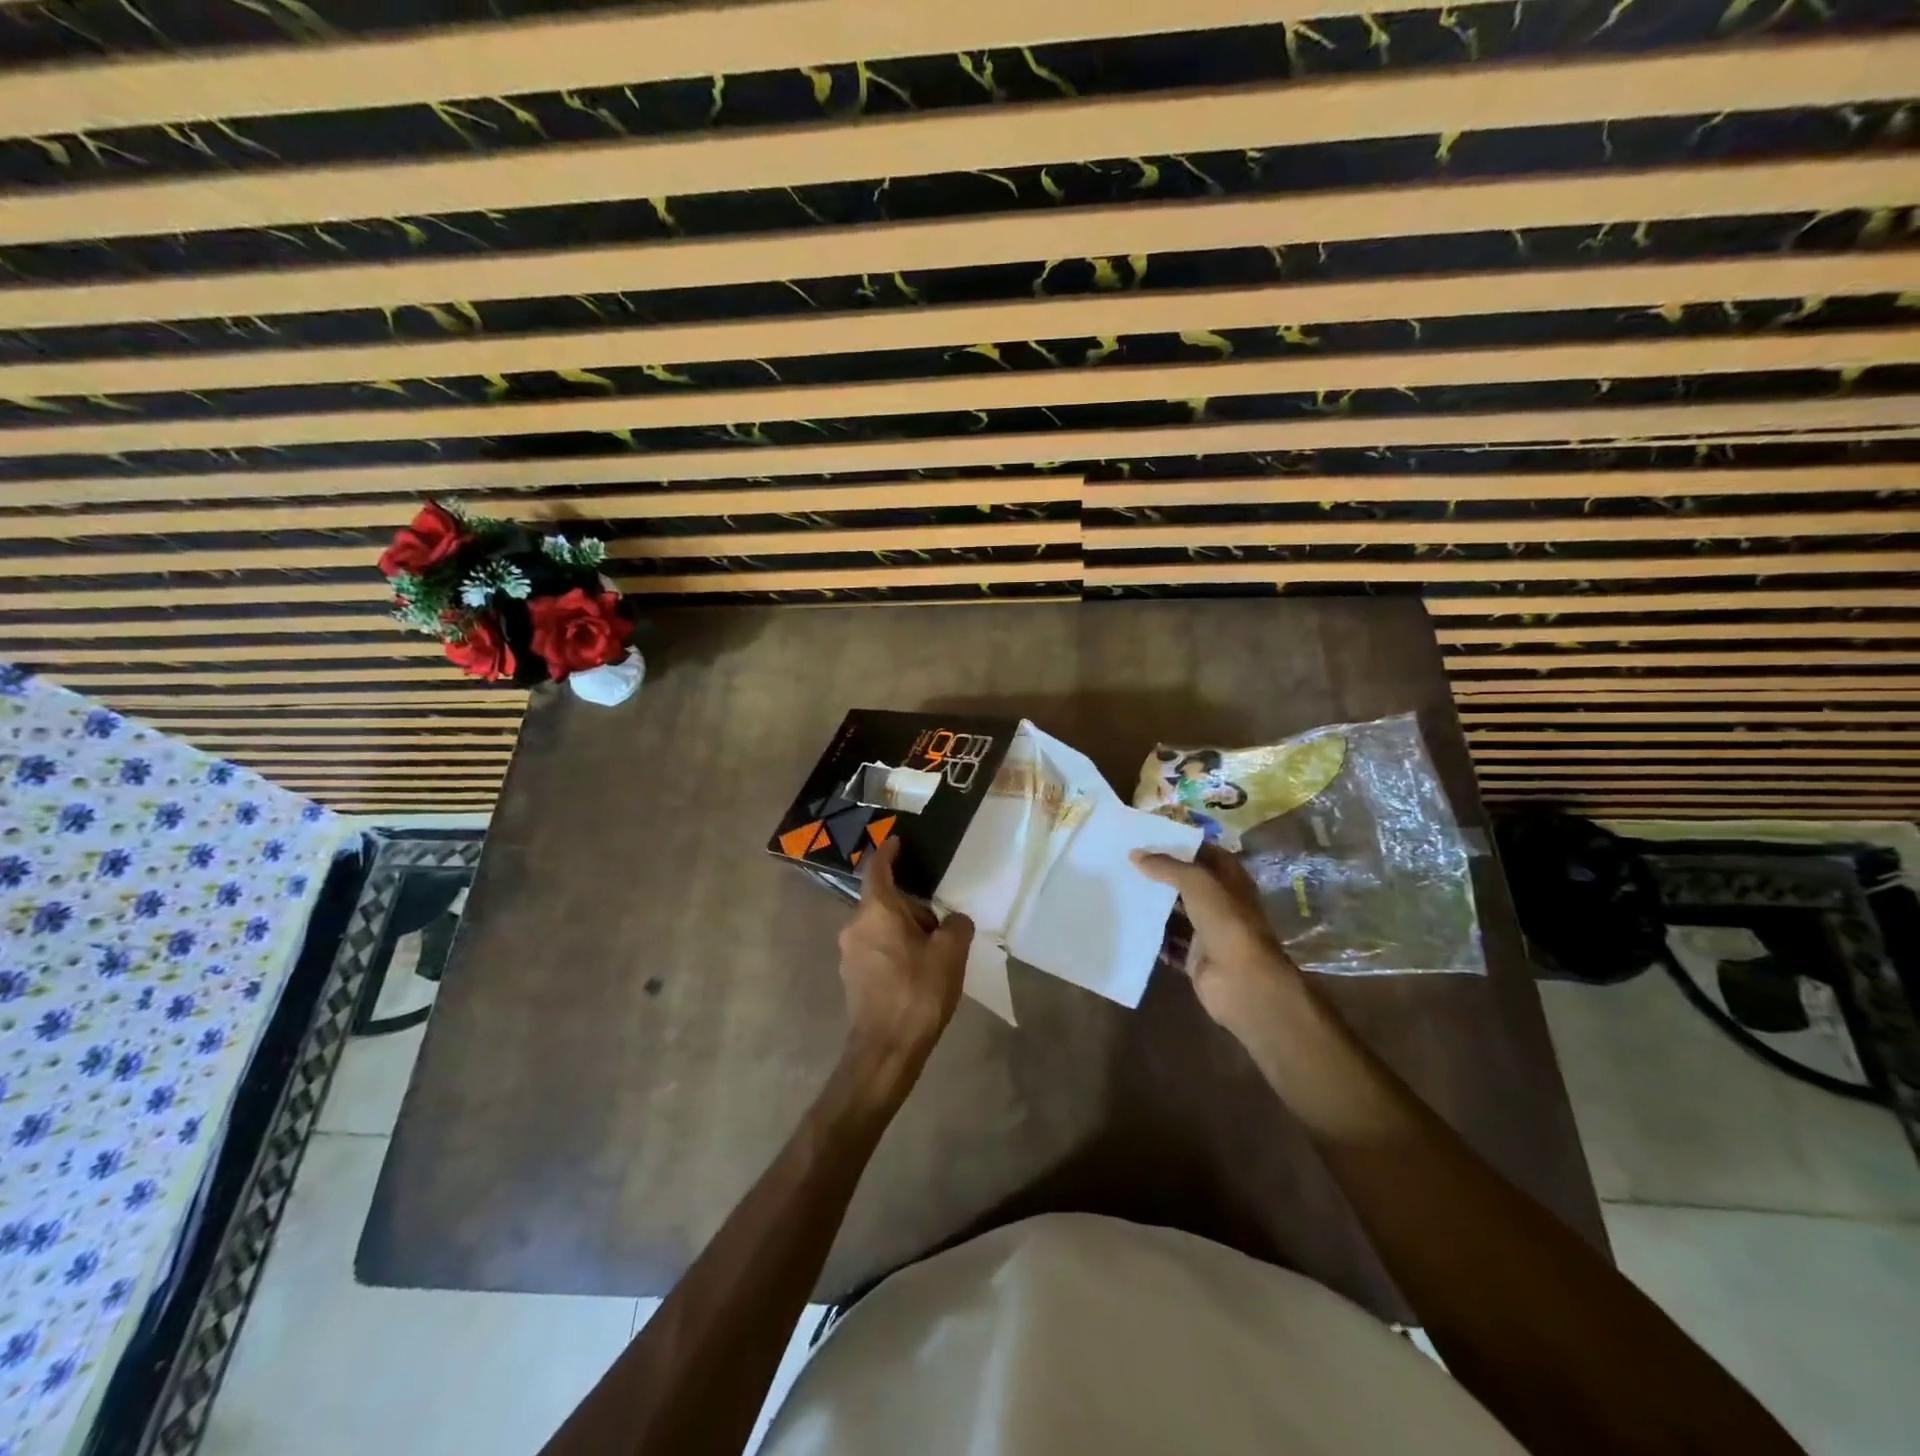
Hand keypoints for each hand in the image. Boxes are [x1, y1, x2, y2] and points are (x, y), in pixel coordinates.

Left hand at [838, 837, 973, 1068]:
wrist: (886, 1050)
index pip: (877, 869)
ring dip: (904, 932)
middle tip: (940, 926)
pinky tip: (916, 975)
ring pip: (880, 928)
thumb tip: (952, 921)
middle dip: (912, 908)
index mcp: (875, 911)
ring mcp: (849, 954)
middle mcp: (855, 926)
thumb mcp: (951, 953)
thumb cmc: (918, 992)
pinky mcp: (851, 978)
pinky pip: (876, 950)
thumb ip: (956, 925)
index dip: (887, 852)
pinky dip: (895, 952)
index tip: (896, 841)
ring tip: (933, 955)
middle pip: (884, 903)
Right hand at [1133, 843, 1303, 1032]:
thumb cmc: (1226, 922)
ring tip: (1122, 889)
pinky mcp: (1194, 958)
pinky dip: (1151, 936)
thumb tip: (1135, 854)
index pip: (1207, 854)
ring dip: (1154, 905)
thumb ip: (1167, 867)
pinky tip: (1127, 923)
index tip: (1150, 839)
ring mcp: (1209, 933)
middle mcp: (1222, 904)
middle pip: (1189, 884)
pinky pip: (1169, 942)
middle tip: (1128, 862)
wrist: (1241, 981)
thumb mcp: (1197, 882)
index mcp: (1231, 881)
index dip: (1183, 845)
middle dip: (1162, 874)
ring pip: (1177, 913)